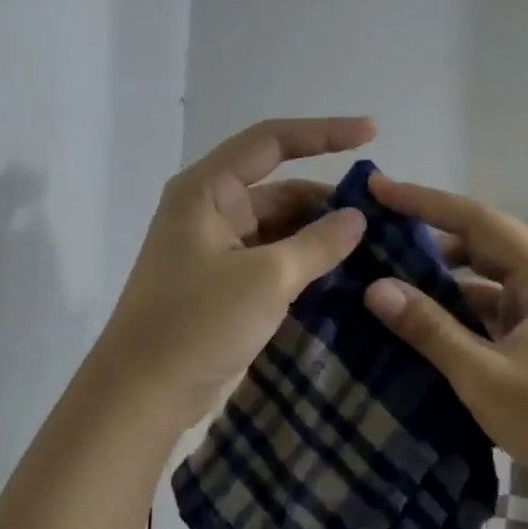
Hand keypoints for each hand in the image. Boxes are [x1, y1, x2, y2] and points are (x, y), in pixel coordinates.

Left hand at [95, 117, 374, 431]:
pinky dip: (305, 264)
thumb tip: (356, 218)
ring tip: (374, 246)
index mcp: (207, 191)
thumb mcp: (266, 278)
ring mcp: (217, 250)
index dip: (324, 133)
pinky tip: (344, 276)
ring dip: (320, 235)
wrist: (143, 395)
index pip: (271, 142)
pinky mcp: (225, 285)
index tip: (372, 133)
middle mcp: (210, 211)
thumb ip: (317, 243)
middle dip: (328, 199)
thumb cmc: (198, 323)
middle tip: (383, 215)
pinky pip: (273, 260)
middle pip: (280, 189)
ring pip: (279, 228)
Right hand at [361, 174, 527, 496]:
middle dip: (428, 236)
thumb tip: (375, 288)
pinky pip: (493, 306)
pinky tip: (422, 318)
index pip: (475, 218)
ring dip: (442, 276)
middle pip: (480, 242)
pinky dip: (459, 308)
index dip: (423, 201)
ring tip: (387, 274)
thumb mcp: (484, 375)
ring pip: (485, 277)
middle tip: (374, 234)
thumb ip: (429, 328)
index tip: (377, 188)